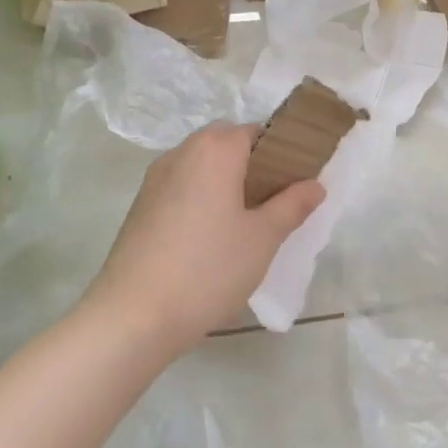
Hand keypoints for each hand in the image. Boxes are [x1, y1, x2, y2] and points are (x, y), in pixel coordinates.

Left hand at [83, 123, 324, 353]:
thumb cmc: (208, 269)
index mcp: (215, 150)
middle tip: (275, 202)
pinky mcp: (140, 206)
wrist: (132, 317)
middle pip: (226, 144)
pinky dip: (202, 197)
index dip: (282, 151)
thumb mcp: (263, 238)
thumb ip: (292, 205)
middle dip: (254, 165)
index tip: (298, 180)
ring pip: (202, 165)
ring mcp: (155, 179)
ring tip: (246, 222)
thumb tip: (315, 184)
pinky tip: (211, 237)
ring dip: (226, 181)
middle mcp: (182, 153)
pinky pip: (182, 186)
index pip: (257, 131)